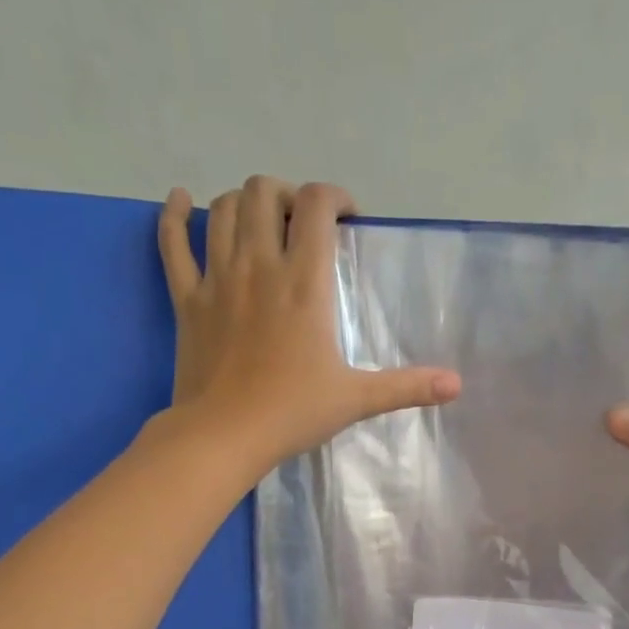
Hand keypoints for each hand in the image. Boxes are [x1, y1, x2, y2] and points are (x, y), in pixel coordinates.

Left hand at [156, 176, 460, 469]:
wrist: (225, 436)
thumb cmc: (293, 413)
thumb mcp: (357, 399)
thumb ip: (407, 386)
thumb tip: (457, 385)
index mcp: (303, 282)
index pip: (316, 205)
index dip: (333, 196)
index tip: (346, 218)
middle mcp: (258, 265)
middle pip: (263, 192)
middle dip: (285, 195)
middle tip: (300, 223)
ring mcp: (216, 278)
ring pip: (222, 209)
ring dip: (242, 202)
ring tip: (259, 221)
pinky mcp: (186, 298)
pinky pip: (172, 242)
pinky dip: (174, 215)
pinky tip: (181, 200)